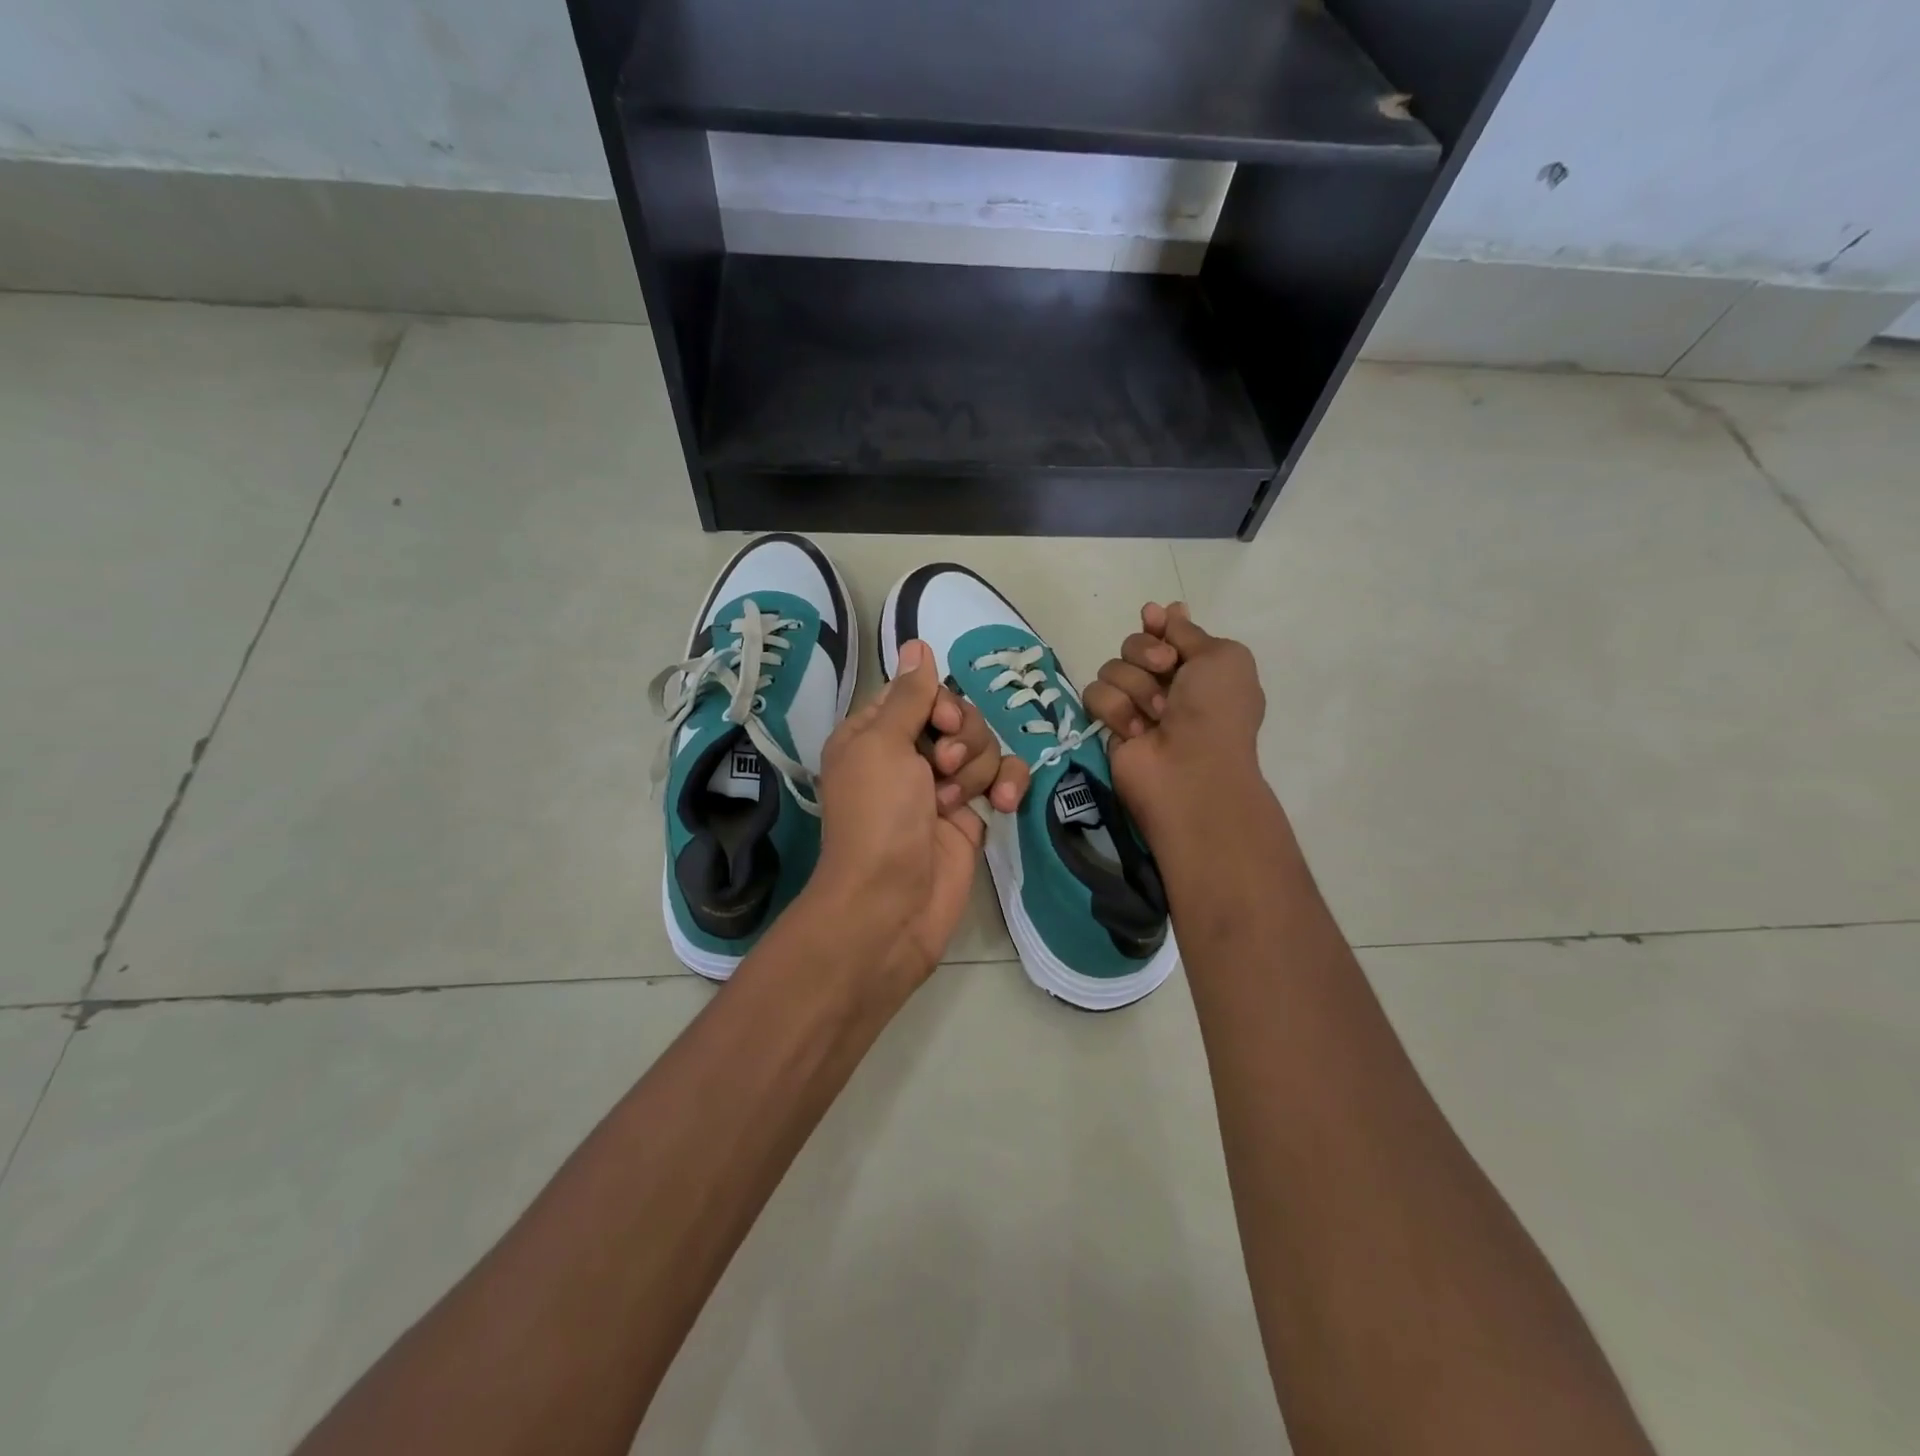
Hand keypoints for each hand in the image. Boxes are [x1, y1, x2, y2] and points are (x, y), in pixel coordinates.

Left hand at [810, 640, 1025, 986]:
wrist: (891, 903)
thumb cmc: (878, 817)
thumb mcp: (883, 745)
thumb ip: (909, 695)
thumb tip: (916, 643)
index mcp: (875, 734)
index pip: (919, 694)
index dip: (939, 704)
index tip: (941, 724)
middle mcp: (907, 755)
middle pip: (958, 717)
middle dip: (961, 738)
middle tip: (942, 767)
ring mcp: (941, 786)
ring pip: (983, 747)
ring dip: (976, 768)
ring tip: (954, 800)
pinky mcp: (970, 815)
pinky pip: (1000, 780)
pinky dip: (1006, 786)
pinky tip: (1002, 805)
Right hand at [1082, 603, 1266, 839]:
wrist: (1191, 770)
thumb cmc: (1216, 711)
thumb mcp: (1221, 657)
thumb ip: (1187, 632)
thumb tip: (1163, 610)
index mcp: (1198, 667)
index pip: (1165, 631)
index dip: (1157, 624)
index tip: (1153, 618)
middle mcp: (1165, 684)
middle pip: (1133, 644)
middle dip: (1146, 653)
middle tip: (1164, 671)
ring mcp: (1134, 705)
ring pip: (1111, 668)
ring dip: (1136, 687)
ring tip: (1156, 715)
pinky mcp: (1108, 725)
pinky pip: (1094, 695)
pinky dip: (1116, 710)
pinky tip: (1135, 732)